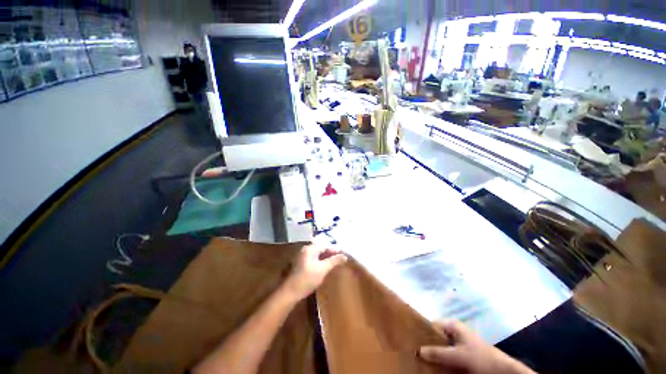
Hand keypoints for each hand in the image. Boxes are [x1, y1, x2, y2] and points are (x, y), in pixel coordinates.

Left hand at [281, 244, 347, 301]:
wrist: (290, 292)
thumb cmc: (307, 279)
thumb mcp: (323, 269)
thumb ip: (334, 261)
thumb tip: (345, 256)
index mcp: (310, 248)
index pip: (325, 245)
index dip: (334, 249)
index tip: (343, 254)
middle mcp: (306, 249)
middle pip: (321, 248)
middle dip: (330, 252)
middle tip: (340, 258)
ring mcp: (302, 256)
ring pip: (317, 253)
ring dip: (326, 256)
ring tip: (334, 262)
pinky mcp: (301, 263)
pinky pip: (313, 258)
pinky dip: (320, 260)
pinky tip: (325, 266)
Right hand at [419, 320, 534, 373]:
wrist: (503, 371)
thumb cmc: (480, 358)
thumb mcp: (458, 356)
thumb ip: (438, 353)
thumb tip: (418, 351)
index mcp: (452, 325)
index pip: (432, 325)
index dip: (422, 333)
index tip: (413, 342)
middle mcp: (454, 331)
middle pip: (436, 336)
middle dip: (427, 345)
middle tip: (417, 354)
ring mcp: (459, 342)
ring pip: (441, 347)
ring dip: (434, 354)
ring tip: (424, 361)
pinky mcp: (463, 354)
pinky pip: (448, 355)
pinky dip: (442, 360)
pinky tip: (437, 367)